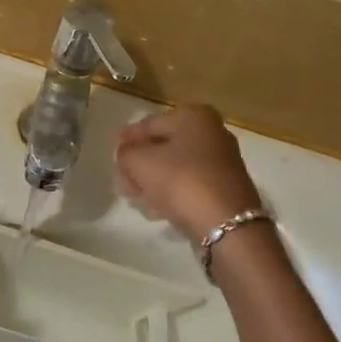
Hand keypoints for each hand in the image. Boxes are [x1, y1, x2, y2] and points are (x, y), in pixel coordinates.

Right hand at [114, 105, 263, 244]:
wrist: (227, 225)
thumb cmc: (181, 181)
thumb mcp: (140, 162)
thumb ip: (125, 153)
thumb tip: (126, 155)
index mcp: (194, 116)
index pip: (150, 124)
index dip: (127, 139)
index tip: (112, 154)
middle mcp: (213, 132)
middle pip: (165, 145)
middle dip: (140, 162)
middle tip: (121, 179)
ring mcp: (222, 161)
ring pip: (177, 166)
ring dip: (154, 179)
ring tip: (136, 196)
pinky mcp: (226, 188)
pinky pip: (190, 184)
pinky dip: (172, 192)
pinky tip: (156, 208)